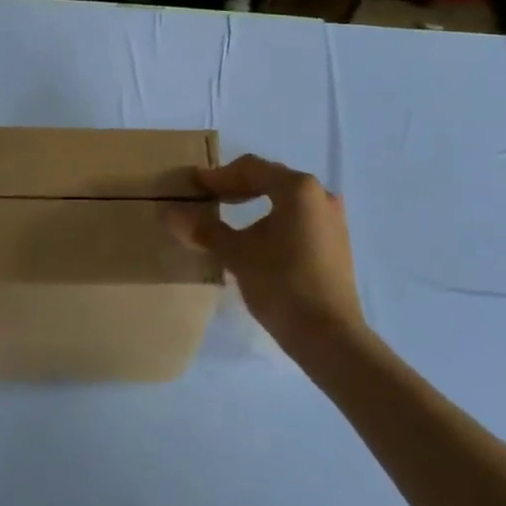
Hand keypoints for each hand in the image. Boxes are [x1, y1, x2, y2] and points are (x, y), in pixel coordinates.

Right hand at [166, 154, 364, 357]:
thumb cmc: (282, 285)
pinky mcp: (336, 242)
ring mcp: (333, 219)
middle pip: (271, 179)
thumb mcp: (238, 255)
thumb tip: (169, 213)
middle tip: (208, 198)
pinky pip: (299, 218)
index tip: (194, 186)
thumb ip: (205, 230)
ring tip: (229, 217)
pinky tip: (257, 239)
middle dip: (237, 187)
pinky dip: (274, 220)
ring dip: (256, 204)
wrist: (330, 337)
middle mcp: (320, 194)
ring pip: (286, 200)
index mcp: (298, 188)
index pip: (251, 168)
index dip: (219, 176)